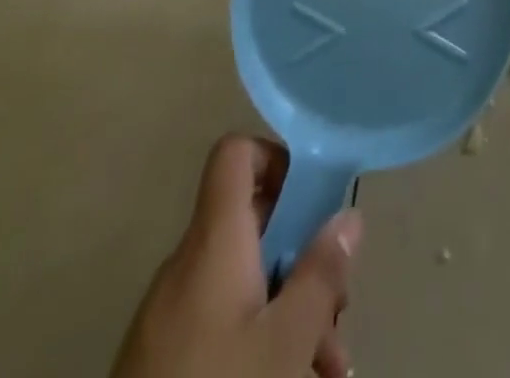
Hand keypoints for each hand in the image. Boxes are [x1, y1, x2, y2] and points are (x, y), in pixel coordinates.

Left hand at [111, 135, 359, 377]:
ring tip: (329, 368)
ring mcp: (169, 314)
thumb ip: (321, 273)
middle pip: (252, 226)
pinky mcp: (161, 359)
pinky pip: (220, 321)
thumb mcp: (286, 339)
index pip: (236, 154)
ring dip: (290, 310)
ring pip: (244, 282)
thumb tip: (348, 215)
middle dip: (303, 258)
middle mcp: (187, 263)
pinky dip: (257, 338)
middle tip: (339, 310)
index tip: (314, 200)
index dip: (276, 159)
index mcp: (213, 239)